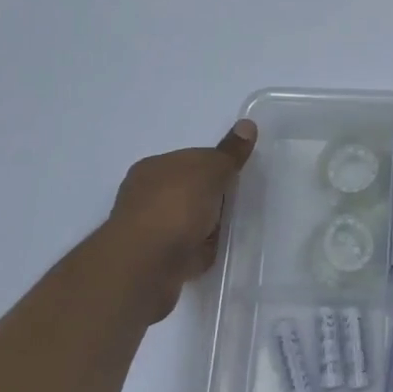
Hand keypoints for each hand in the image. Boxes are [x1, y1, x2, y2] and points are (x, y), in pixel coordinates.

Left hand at [92, 120, 256, 321]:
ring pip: (188, 221)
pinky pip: (187, 249)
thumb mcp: (210, 170)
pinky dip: (201, 250)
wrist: (145, 267)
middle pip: (190, 191)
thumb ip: (229, 152)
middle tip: (238, 203)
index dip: (215, 166)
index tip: (236, 176)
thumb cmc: (175, 207)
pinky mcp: (155, 261)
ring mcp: (149, 230)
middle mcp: (145, 196)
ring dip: (207, 226)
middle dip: (211, 197)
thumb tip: (247, 124)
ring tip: (231, 230)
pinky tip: (216, 252)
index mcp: (153, 167)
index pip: (190, 159)